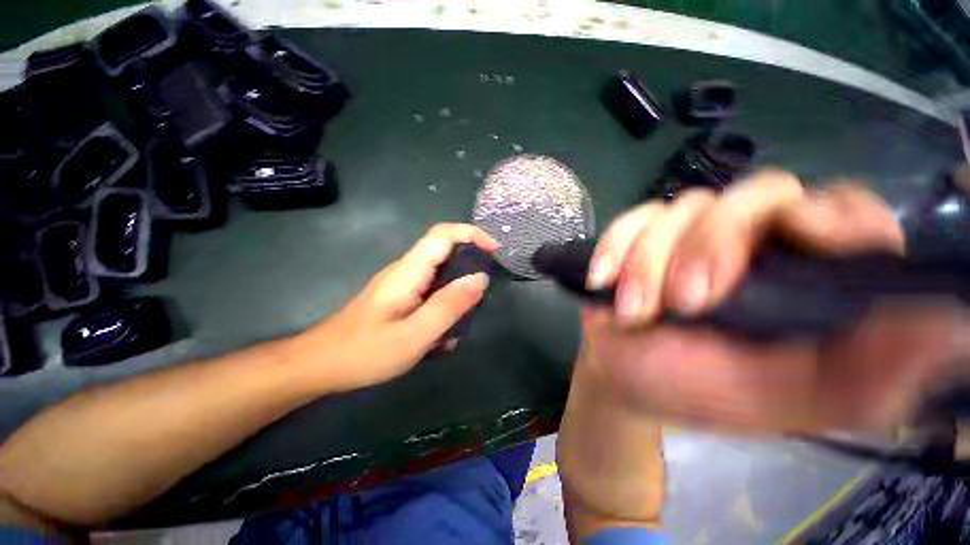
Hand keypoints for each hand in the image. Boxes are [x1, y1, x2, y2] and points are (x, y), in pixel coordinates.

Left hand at [293, 223, 496, 392]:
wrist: (321, 365)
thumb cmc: (365, 352)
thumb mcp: (415, 334)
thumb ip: (450, 305)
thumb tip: (480, 278)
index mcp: (409, 271)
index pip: (443, 234)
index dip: (471, 234)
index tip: (494, 251)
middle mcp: (406, 270)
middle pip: (444, 251)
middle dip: (470, 264)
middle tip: (484, 292)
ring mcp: (402, 284)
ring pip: (440, 274)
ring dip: (458, 291)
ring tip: (465, 320)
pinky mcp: (400, 298)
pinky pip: (430, 292)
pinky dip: (444, 306)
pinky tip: (443, 334)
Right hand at [582, 170, 969, 431]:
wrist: (625, 375)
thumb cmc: (699, 390)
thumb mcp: (784, 401)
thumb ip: (867, 376)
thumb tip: (954, 330)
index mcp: (806, 278)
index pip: (846, 212)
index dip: (831, 216)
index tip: (800, 239)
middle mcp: (755, 242)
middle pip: (757, 195)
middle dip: (712, 246)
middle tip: (684, 302)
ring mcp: (689, 233)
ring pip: (684, 208)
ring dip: (650, 262)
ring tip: (633, 311)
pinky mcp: (639, 236)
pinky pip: (631, 219)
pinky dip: (615, 248)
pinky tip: (603, 281)